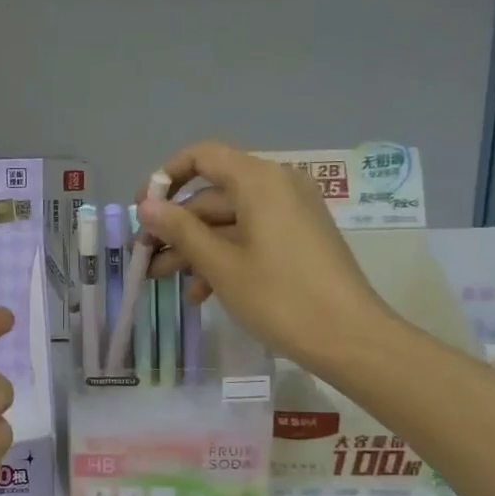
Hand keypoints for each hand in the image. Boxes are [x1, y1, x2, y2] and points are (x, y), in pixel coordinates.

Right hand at [139, 141, 391, 373]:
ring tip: (165, 281)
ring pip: (229, 221)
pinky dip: (224, 257)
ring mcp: (290, 214)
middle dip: (176, 227)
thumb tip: (146, 205)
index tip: (143, 210)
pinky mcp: (298, 239)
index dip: (166, 177)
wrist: (351, 339)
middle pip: (212, 195)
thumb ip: (180, 230)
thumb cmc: (280, 297)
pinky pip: (251, 236)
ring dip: (195, 248)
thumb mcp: (221, 265)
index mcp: (259, 181)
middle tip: (145, 259)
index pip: (202, 157)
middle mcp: (277, 186)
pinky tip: (202, 293)